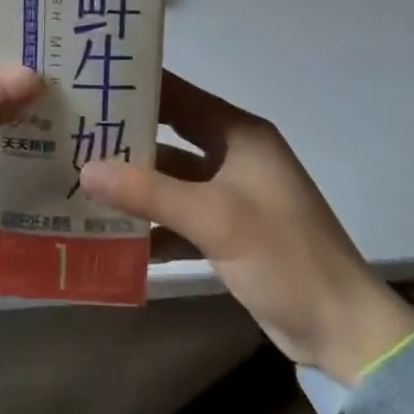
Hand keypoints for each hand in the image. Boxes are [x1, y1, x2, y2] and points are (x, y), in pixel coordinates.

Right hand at [80, 72, 413, 382]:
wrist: (343, 331)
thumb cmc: (284, 257)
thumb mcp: (214, 219)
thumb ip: (148, 192)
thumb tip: (86, 170)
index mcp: (238, 135)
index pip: (177, 95)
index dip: (135, 86)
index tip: (86, 83)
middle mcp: (232, 155)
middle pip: (167, 136)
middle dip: (122, 139)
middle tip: (70, 134)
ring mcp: (228, 194)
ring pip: (168, 178)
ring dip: (132, 184)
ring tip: (78, 182)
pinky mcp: (225, 229)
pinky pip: (176, 215)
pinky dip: (149, 223)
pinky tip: (110, 233)